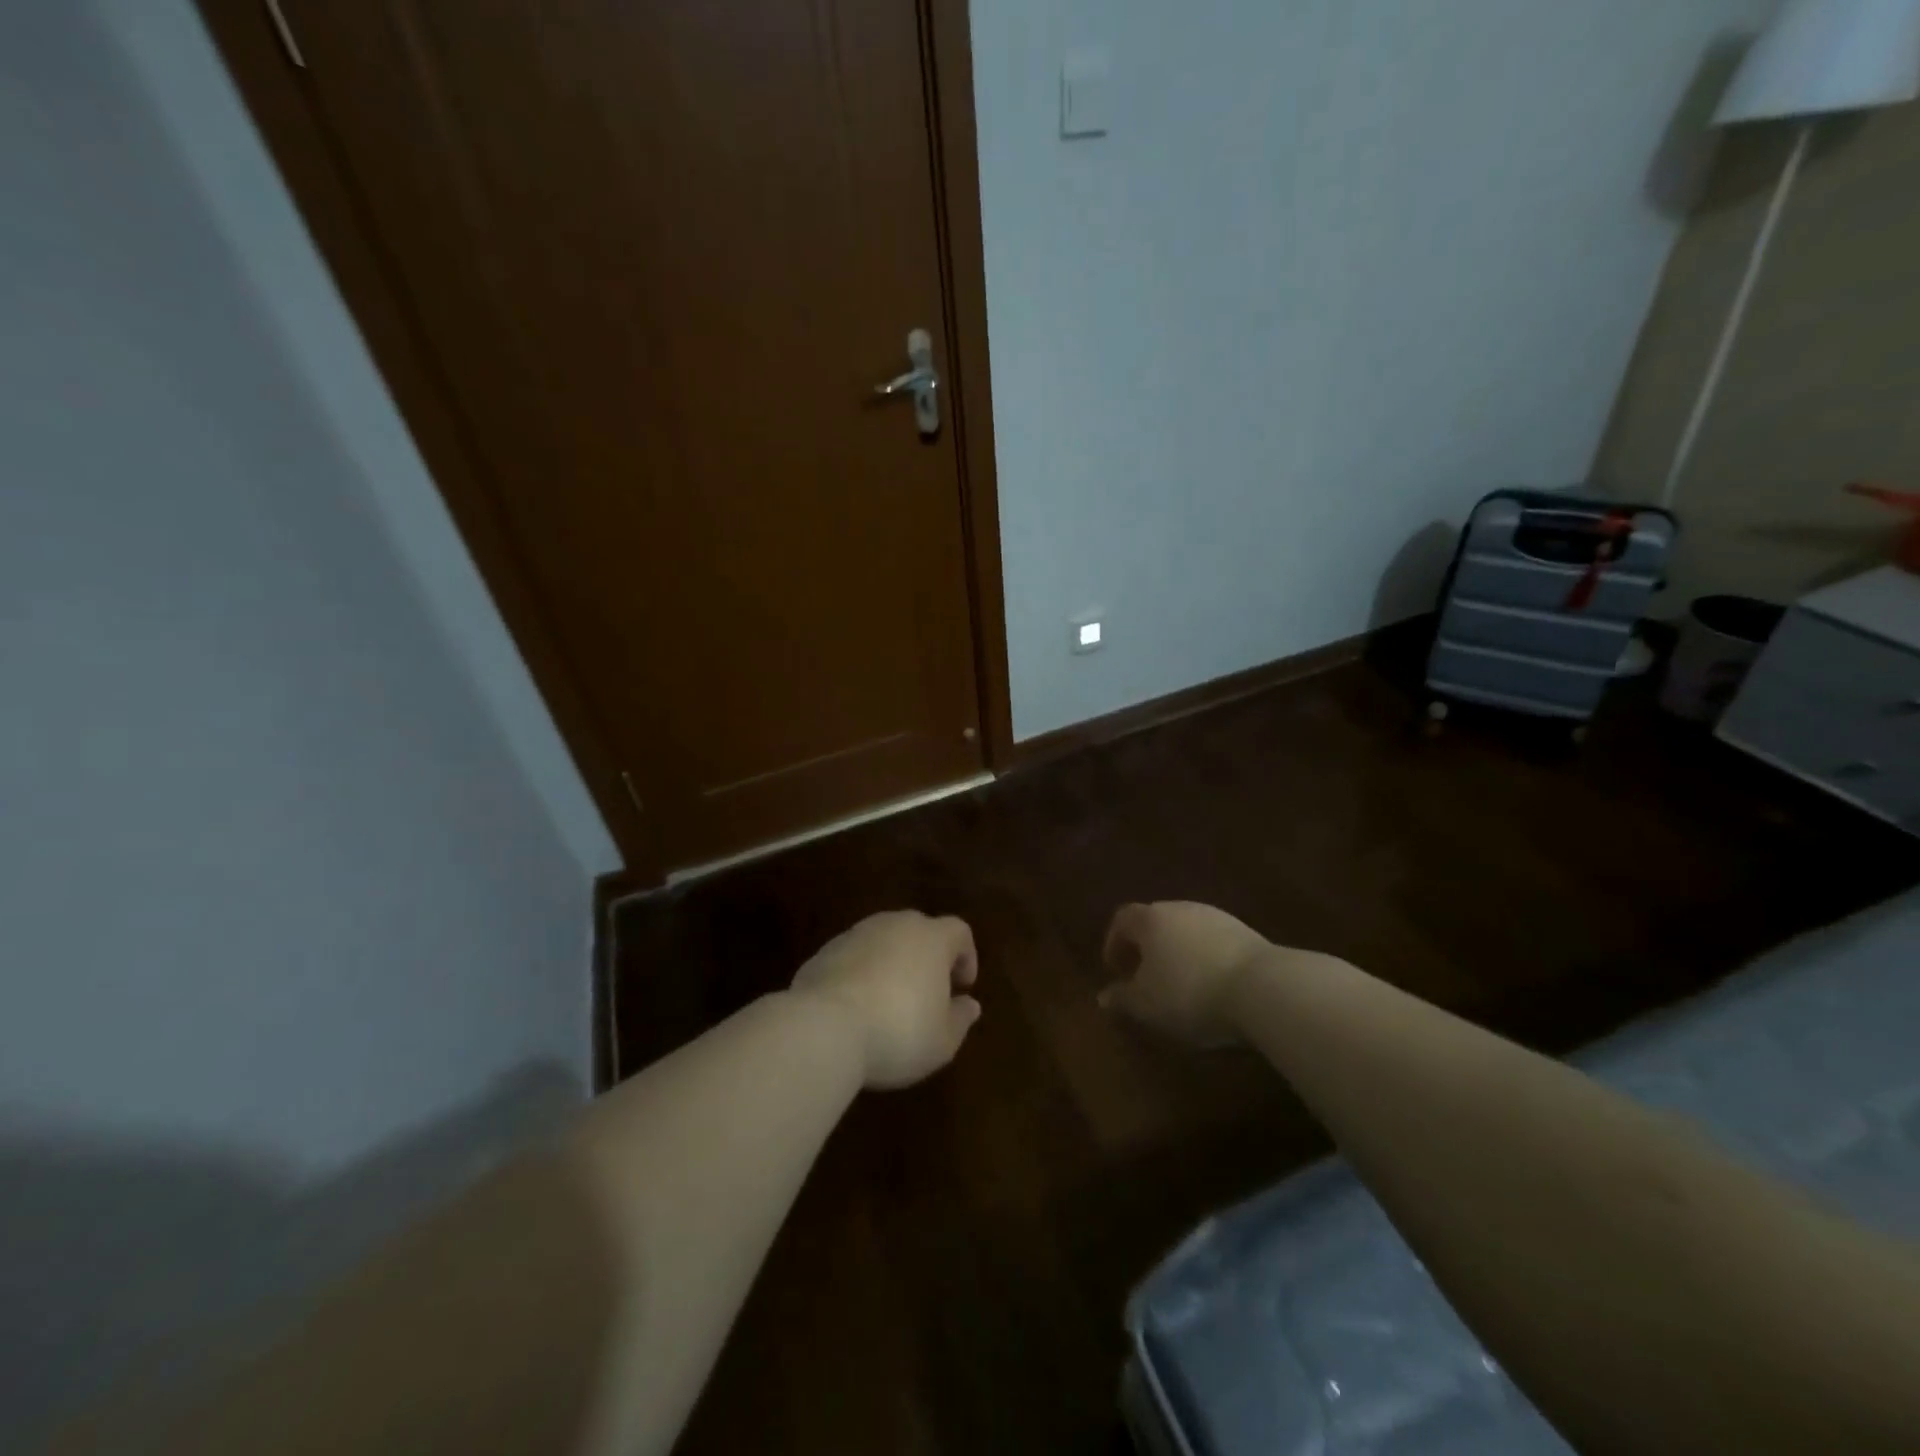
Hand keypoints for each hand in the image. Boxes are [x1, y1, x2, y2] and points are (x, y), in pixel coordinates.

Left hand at [791, 911, 981, 1088]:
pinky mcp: (825, 951)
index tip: (962, 987)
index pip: (959, 931)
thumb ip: (960, 1019)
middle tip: (928, 993)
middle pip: (920, 930)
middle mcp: (895, 925)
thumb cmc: (898, 1033)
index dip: (966, 956)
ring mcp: (856, 934)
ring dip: (892, 964)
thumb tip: (969, 1004)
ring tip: (889, 1002)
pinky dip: (861, 973)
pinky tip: (856, 1008)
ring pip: (884, 941)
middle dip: (927, 957)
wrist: (823, 1028)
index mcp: (931, 938)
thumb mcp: (942, 1041)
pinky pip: (854, 957)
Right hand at [1098, 901, 1272, 1046]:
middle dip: (1147, 945)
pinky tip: (1212, 984)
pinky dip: (1205, 957)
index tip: (1114, 967)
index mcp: (1150, 919)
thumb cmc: (1190, 993)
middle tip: (1145, 974)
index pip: (1122, 919)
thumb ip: (1122, 998)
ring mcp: (1216, 917)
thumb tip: (1103, 997)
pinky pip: (1214, 941)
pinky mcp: (1246, 932)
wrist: (1262, 987)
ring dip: (1178, 951)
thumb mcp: (1147, 1005)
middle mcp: (1181, 908)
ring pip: (1187, 930)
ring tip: (1180, 982)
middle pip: (1156, 920)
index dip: (1114, 941)